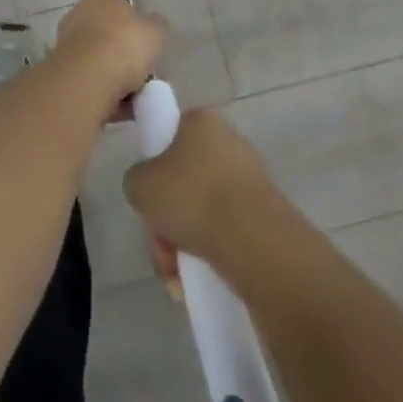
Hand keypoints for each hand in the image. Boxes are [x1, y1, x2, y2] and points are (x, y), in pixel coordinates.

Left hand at [51, 0, 165, 115]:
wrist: (86, 81)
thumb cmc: (122, 45)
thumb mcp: (153, 34)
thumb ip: (155, 27)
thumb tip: (154, 22)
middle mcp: (79, 15)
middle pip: (95, 19)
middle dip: (111, 34)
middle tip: (134, 52)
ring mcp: (67, 44)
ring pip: (92, 52)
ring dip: (108, 66)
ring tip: (134, 88)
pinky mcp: (63, 73)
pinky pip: (89, 79)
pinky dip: (104, 90)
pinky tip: (123, 108)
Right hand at [123, 108, 278, 285]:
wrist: (254, 241)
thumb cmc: (191, 197)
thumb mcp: (140, 184)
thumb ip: (137, 180)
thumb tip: (149, 189)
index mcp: (201, 121)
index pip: (169, 136)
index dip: (154, 169)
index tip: (150, 198)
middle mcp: (228, 142)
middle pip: (184, 181)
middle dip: (167, 219)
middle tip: (160, 245)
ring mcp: (250, 178)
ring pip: (203, 210)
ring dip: (184, 242)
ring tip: (176, 274)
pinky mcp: (265, 213)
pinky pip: (226, 231)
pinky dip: (209, 253)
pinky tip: (196, 280)